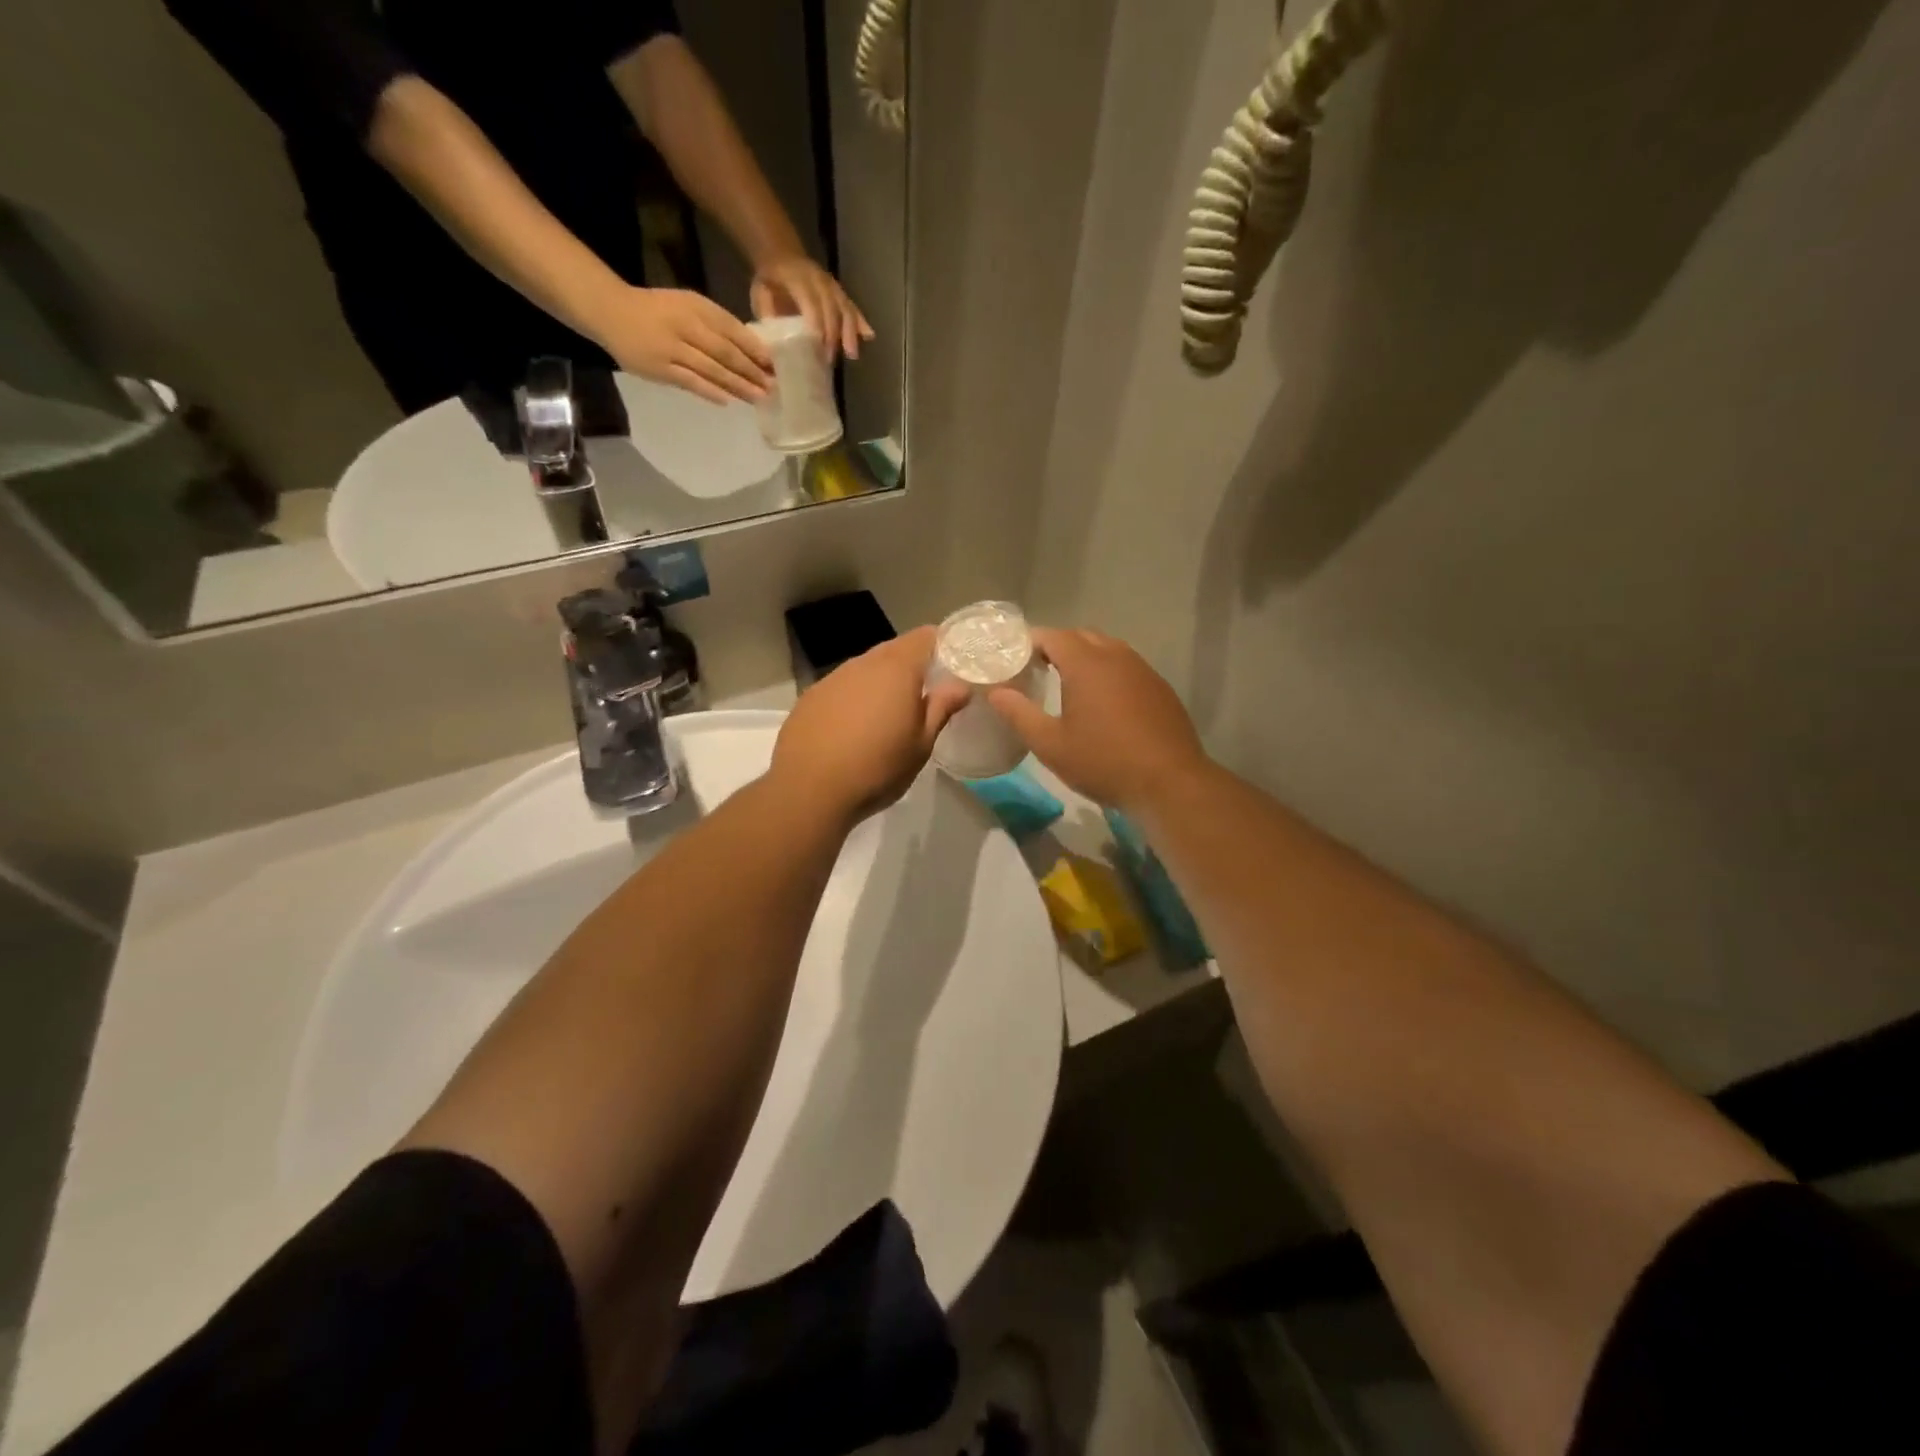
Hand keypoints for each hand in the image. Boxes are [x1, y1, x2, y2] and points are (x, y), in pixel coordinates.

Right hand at [592, 287, 773, 404]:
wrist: (612, 312)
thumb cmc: (658, 310)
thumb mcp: (688, 305)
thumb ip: (716, 324)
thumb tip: (752, 351)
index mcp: (696, 307)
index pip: (732, 329)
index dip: (755, 348)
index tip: (774, 365)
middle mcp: (686, 326)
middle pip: (725, 352)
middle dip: (751, 371)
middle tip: (773, 386)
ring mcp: (672, 349)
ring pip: (711, 369)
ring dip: (737, 385)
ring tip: (758, 397)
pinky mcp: (660, 369)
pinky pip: (690, 382)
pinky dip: (710, 391)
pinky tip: (727, 401)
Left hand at [751, 256, 873, 359]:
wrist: (781, 255)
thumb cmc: (770, 281)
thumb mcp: (760, 294)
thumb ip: (768, 315)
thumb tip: (774, 343)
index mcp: (797, 278)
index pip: (811, 302)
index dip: (817, 325)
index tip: (818, 349)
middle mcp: (818, 279)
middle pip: (832, 308)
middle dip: (833, 335)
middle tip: (830, 360)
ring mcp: (831, 285)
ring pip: (845, 307)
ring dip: (850, 332)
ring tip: (852, 354)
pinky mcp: (839, 291)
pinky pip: (852, 306)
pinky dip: (861, 322)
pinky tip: (869, 336)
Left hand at [771, 627, 970, 824]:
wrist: (808, 790)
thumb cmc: (877, 768)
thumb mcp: (921, 745)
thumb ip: (941, 709)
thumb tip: (960, 686)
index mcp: (897, 669)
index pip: (925, 637)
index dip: (942, 643)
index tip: (954, 661)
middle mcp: (863, 664)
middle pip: (894, 650)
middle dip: (912, 664)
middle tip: (927, 690)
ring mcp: (832, 678)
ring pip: (865, 668)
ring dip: (881, 681)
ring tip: (890, 711)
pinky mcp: (810, 697)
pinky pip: (842, 687)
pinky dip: (855, 697)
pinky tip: (854, 726)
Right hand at [988, 628, 1211, 814]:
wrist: (1170, 783)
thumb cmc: (1103, 762)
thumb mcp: (1050, 744)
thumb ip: (1019, 713)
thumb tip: (995, 692)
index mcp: (1086, 663)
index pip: (1052, 635)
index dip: (1029, 642)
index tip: (1012, 658)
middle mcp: (1116, 656)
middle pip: (1081, 636)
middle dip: (1056, 646)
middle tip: (1035, 669)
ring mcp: (1143, 670)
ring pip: (1108, 649)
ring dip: (1085, 658)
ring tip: (1066, 683)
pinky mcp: (1160, 688)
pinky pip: (1127, 667)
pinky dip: (1108, 673)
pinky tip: (1103, 702)